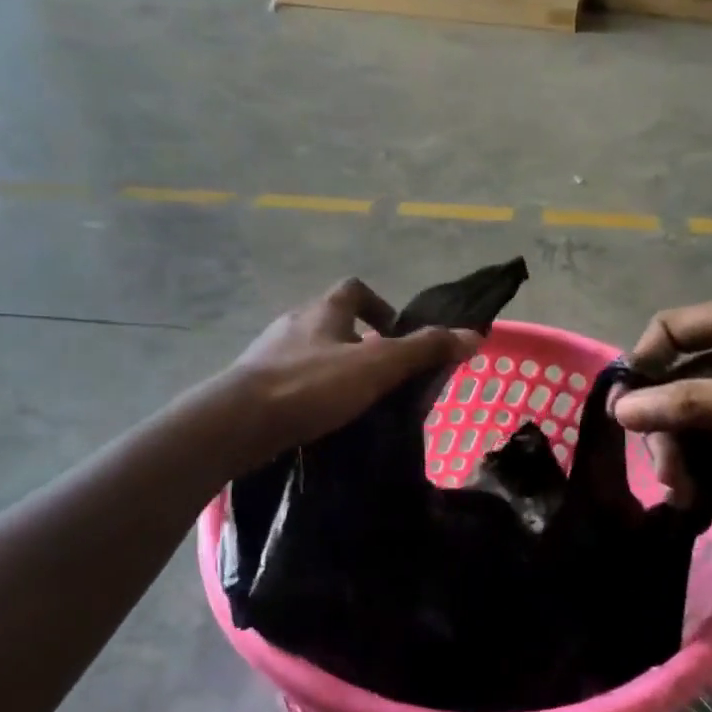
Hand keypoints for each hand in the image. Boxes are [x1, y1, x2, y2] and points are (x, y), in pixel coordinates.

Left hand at [221, 279, 481, 461]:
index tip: (394, 334)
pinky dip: (309, 392)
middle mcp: (293, 323)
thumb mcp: (377, 366)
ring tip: (353, 402)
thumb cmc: (311, 385)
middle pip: (332, 322)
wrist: (238, 421)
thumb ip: (423, 350)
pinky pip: (290, 380)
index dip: (378, 306)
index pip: (354, 289)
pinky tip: (319, 419)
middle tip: (380, 375)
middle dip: (358, 343)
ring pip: (310, 352)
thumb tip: (474, 335)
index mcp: (323, 311)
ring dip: (333, 369)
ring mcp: (268, 354)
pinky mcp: (253, 384)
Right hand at [612, 291, 711, 517]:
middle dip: (667, 424)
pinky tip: (706, 493)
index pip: (672, 331)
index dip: (642, 366)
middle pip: (683, 381)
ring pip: (705, 417)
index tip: (624, 413)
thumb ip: (695, 403)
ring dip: (689, 451)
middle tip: (666, 474)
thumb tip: (621, 408)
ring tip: (685, 493)